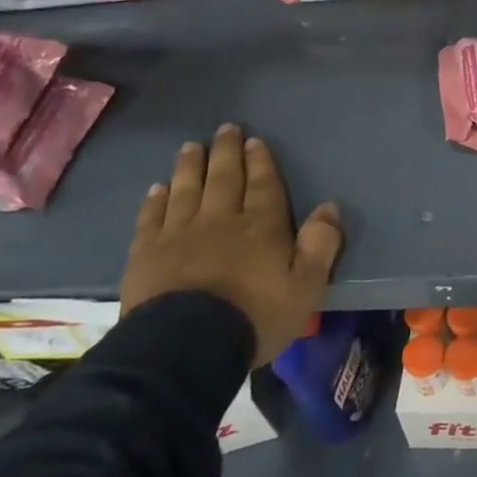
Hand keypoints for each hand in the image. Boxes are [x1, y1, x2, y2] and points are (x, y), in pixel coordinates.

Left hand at [119, 123, 343, 366]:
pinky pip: (152, 217)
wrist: (185, 348)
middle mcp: (220, 220)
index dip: (260, 162)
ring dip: (191, 166)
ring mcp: (179, 234)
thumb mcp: (306, 287)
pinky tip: (158, 188)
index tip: (254, 141)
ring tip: (192, 147)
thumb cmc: (255, 317)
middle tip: (225, 129)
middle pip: (224, 179)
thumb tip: (329, 207)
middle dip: (226, 152)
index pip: (262, 185)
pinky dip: (156, 199)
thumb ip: (321, 245)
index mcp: (261, 227)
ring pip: (187, 190)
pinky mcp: (146, 254)